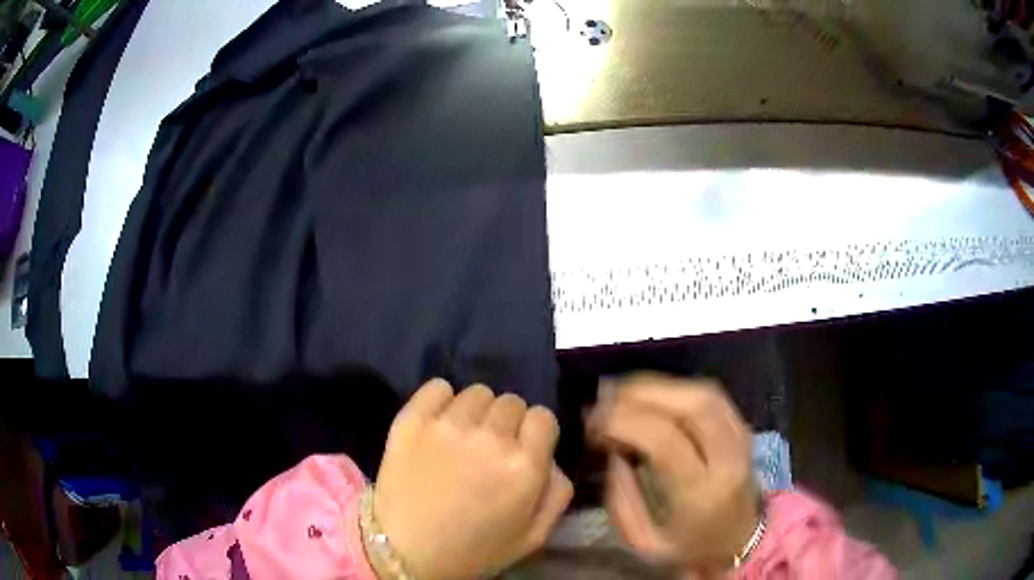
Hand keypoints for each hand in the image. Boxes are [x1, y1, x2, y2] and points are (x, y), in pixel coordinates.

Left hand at [373, 379, 572, 579]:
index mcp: (524, 467)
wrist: (404, 551)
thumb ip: (557, 492)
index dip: (535, 433)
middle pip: (511, 402)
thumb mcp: (533, 535)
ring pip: (477, 393)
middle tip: (489, 449)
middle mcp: (490, 438)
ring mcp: (447, 426)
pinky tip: (438, 424)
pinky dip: (442, 400)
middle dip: (507, 423)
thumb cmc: (473, 549)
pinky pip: (437, 387)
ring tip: (462, 438)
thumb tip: (550, 457)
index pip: (543, 416)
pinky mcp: (411, 420)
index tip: (522, 449)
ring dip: (476, 412)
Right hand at [588, 374, 757, 572]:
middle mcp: (727, 458)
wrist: (739, 541)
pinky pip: (710, 394)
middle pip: (692, 405)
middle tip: (604, 397)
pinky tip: (651, 395)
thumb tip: (610, 446)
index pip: (664, 440)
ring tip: (621, 393)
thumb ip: (621, 496)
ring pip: (703, 393)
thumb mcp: (642, 541)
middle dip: (642, 393)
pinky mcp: (743, 427)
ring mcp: (741, 438)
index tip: (592, 422)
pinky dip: (676, 388)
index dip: (624, 421)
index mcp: (701, 493)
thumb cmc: (688, 547)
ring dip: (658, 386)